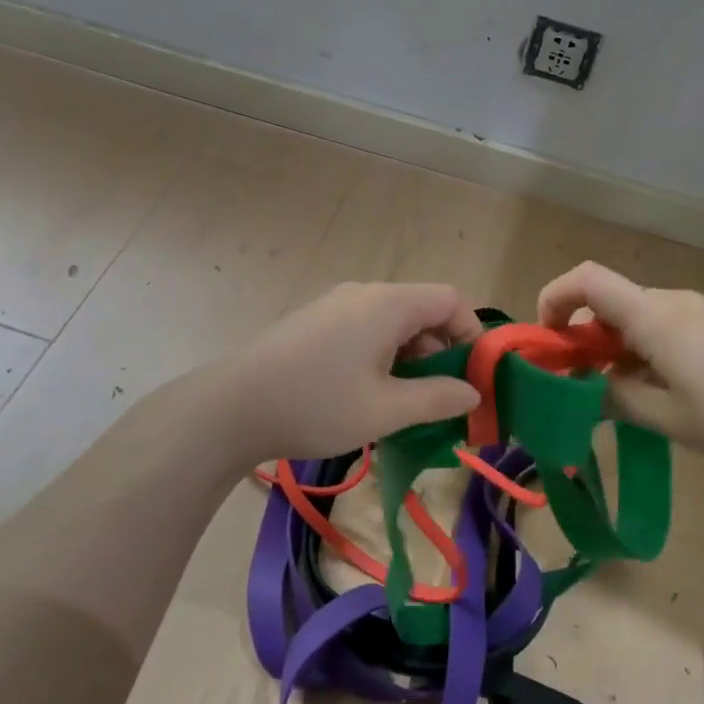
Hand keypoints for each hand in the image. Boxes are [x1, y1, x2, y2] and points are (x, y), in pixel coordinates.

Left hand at [225, 282, 482, 460]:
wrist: (230, 407)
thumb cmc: (317, 404)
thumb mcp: (386, 410)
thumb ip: (437, 399)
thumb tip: (472, 393)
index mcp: (388, 304)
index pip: (450, 301)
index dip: (472, 335)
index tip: (473, 377)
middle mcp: (364, 294)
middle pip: (422, 309)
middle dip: (441, 351)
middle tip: (440, 398)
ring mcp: (334, 305)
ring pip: (392, 322)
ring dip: (410, 357)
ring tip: (404, 402)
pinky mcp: (314, 322)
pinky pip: (364, 329)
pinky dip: (381, 355)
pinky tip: (367, 393)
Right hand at [537, 262, 703, 470]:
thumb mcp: (667, 418)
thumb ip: (615, 398)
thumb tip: (585, 388)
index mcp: (656, 316)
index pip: (588, 280)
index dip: (555, 298)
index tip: (547, 341)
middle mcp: (676, 301)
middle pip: (612, 301)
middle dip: (584, 336)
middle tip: (580, 384)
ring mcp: (703, 310)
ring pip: (640, 316)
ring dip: (617, 347)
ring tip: (622, 396)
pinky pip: (668, 325)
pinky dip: (646, 349)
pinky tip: (663, 390)